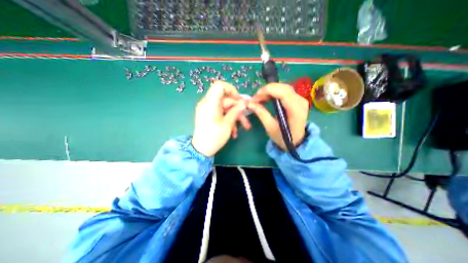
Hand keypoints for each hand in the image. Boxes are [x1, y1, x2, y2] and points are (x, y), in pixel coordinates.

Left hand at [192, 82, 247, 156]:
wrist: (202, 150)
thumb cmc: (214, 137)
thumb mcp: (227, 124)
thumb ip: (236, 111)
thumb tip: (243, 103)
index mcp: (210, 103)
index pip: (219, 86)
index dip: (231, 90)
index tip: (239, 100)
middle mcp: (208, 104)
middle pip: (226, 100)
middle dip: (238, 109)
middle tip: (247, 117)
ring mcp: (209, 110)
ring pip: (226, 108)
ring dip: (236, 117)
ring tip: (245, 127)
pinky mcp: (210, 115)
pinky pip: (222, 114)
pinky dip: (229, 120)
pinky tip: (234, 131)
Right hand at [248, 83, 309, 150]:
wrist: (296, 141)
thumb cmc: (283, 137)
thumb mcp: (270, 128)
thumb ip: (261, 114)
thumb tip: (250, 104)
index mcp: (296, 111)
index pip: (283, 93)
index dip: (267, 91)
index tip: (255, 96)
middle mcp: (301, 102)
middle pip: (283, 88)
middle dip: (267, 90)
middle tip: (256, 98)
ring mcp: (301, 100)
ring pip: (284, 87)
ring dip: (270, 90)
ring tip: (260, 98)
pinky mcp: (298, 100)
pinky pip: (285, 91)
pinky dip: (274, 92)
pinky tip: (267, 97)